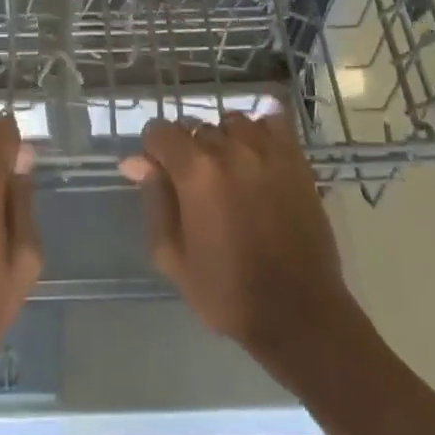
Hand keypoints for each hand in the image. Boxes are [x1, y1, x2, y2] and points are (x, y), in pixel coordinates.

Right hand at [120, 113, 358, 371]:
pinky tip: (256, 152)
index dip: (153, 151)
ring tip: (227, 170)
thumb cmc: (227, 291)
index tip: (159, 175)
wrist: (298, 312)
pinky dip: (260, 129)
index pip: (160, 131)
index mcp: (196, 172)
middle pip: (196, 127)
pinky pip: (274, 122)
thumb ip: (155, 199)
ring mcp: (268, 152)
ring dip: (222, 139)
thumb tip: (137, 162)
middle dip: (187, 149)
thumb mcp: (173, 255)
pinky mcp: (296, 160)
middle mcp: (230, 149)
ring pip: (232, 122)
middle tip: (194, 186)